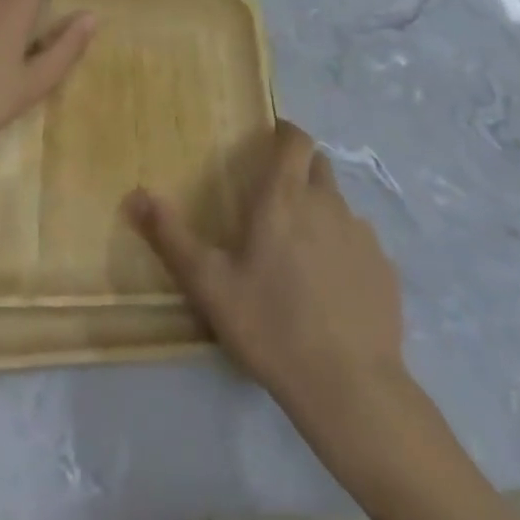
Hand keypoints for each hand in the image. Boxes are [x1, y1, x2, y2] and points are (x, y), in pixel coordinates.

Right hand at [126, 121, 405, 421]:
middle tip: (276, 197)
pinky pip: (360, 243)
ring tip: (300, 249)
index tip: (270, 139)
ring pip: (339, 205)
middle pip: (318, 165)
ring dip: (321, 211)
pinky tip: (330, 287)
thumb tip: (135, 195)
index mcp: (285, 196)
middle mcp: (327, 203)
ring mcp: (361, 235)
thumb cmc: (271, 325)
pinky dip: (343, 249)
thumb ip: (171, 236)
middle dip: (300, 168)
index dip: (285, 132)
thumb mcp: (209, 284)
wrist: (349, 387)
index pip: (296, 138)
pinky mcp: (385, 269)